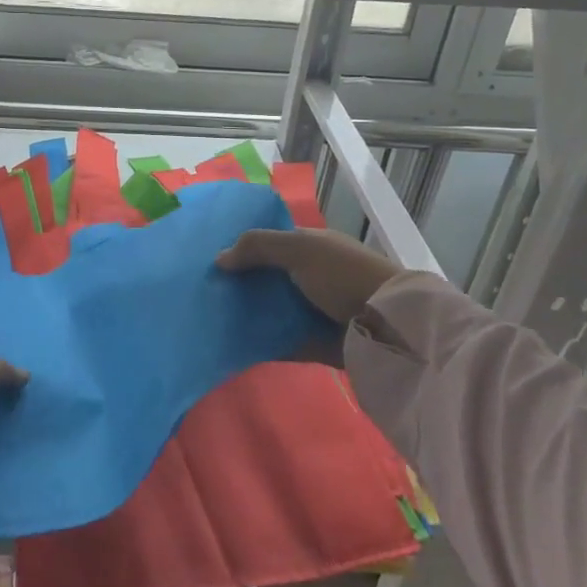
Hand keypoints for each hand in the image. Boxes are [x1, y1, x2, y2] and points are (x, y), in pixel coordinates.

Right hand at [216, 228, 403, 324]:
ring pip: (269, 310)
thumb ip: (258, 247)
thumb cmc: (343, 275)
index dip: (243, 248)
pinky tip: (228, 342)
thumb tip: (219, 259)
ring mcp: (310, 311)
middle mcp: (310, 277)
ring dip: (245, 313)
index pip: (271, 243)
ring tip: (207, 317)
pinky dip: (258, 342)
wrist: (384, 326)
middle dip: (239, 283)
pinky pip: (278, 341)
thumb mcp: (300, 249)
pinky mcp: (311, 342)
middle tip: (201, 290)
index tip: (210, 257)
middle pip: (266, 278)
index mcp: (311, 248)